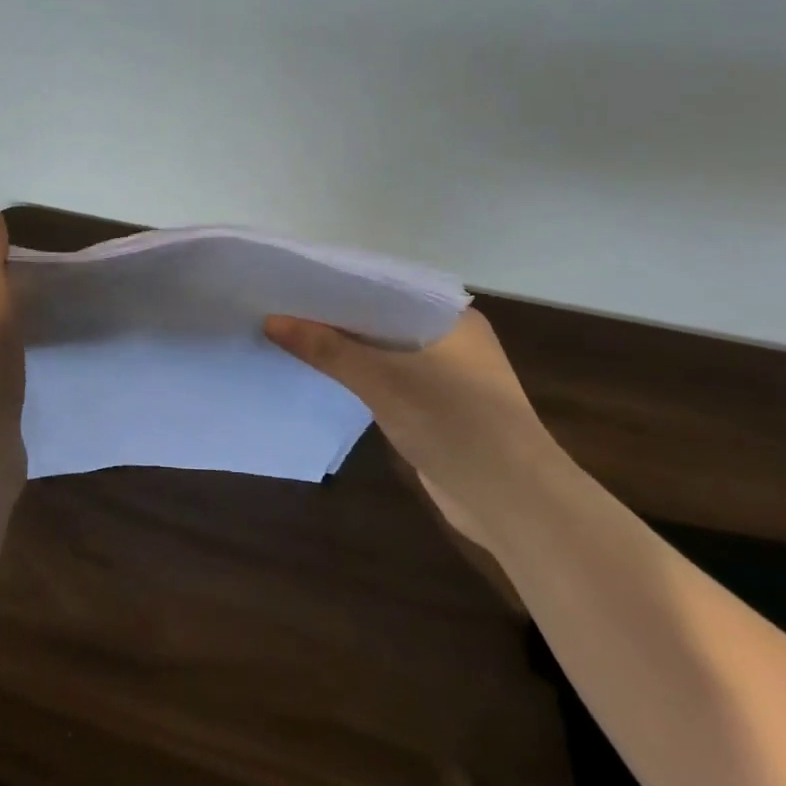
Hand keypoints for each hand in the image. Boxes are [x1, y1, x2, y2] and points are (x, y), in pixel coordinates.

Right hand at [264, 308, 567, 553]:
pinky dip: (360, 379)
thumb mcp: (382, 380)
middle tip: (280, 309)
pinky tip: (323, 376)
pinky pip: (389, 382)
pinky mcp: (439, 410)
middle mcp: (451, 340)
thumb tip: (271, 321)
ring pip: (384, 353)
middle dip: (335, 319)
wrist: (514, 502)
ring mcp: (447, 377)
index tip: (291, 283)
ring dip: (345, 351)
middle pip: (381, 320)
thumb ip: (326, 348)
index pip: (385, 287)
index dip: (338, 285)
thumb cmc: (454, 423)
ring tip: (290, 337)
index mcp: (451, 318)